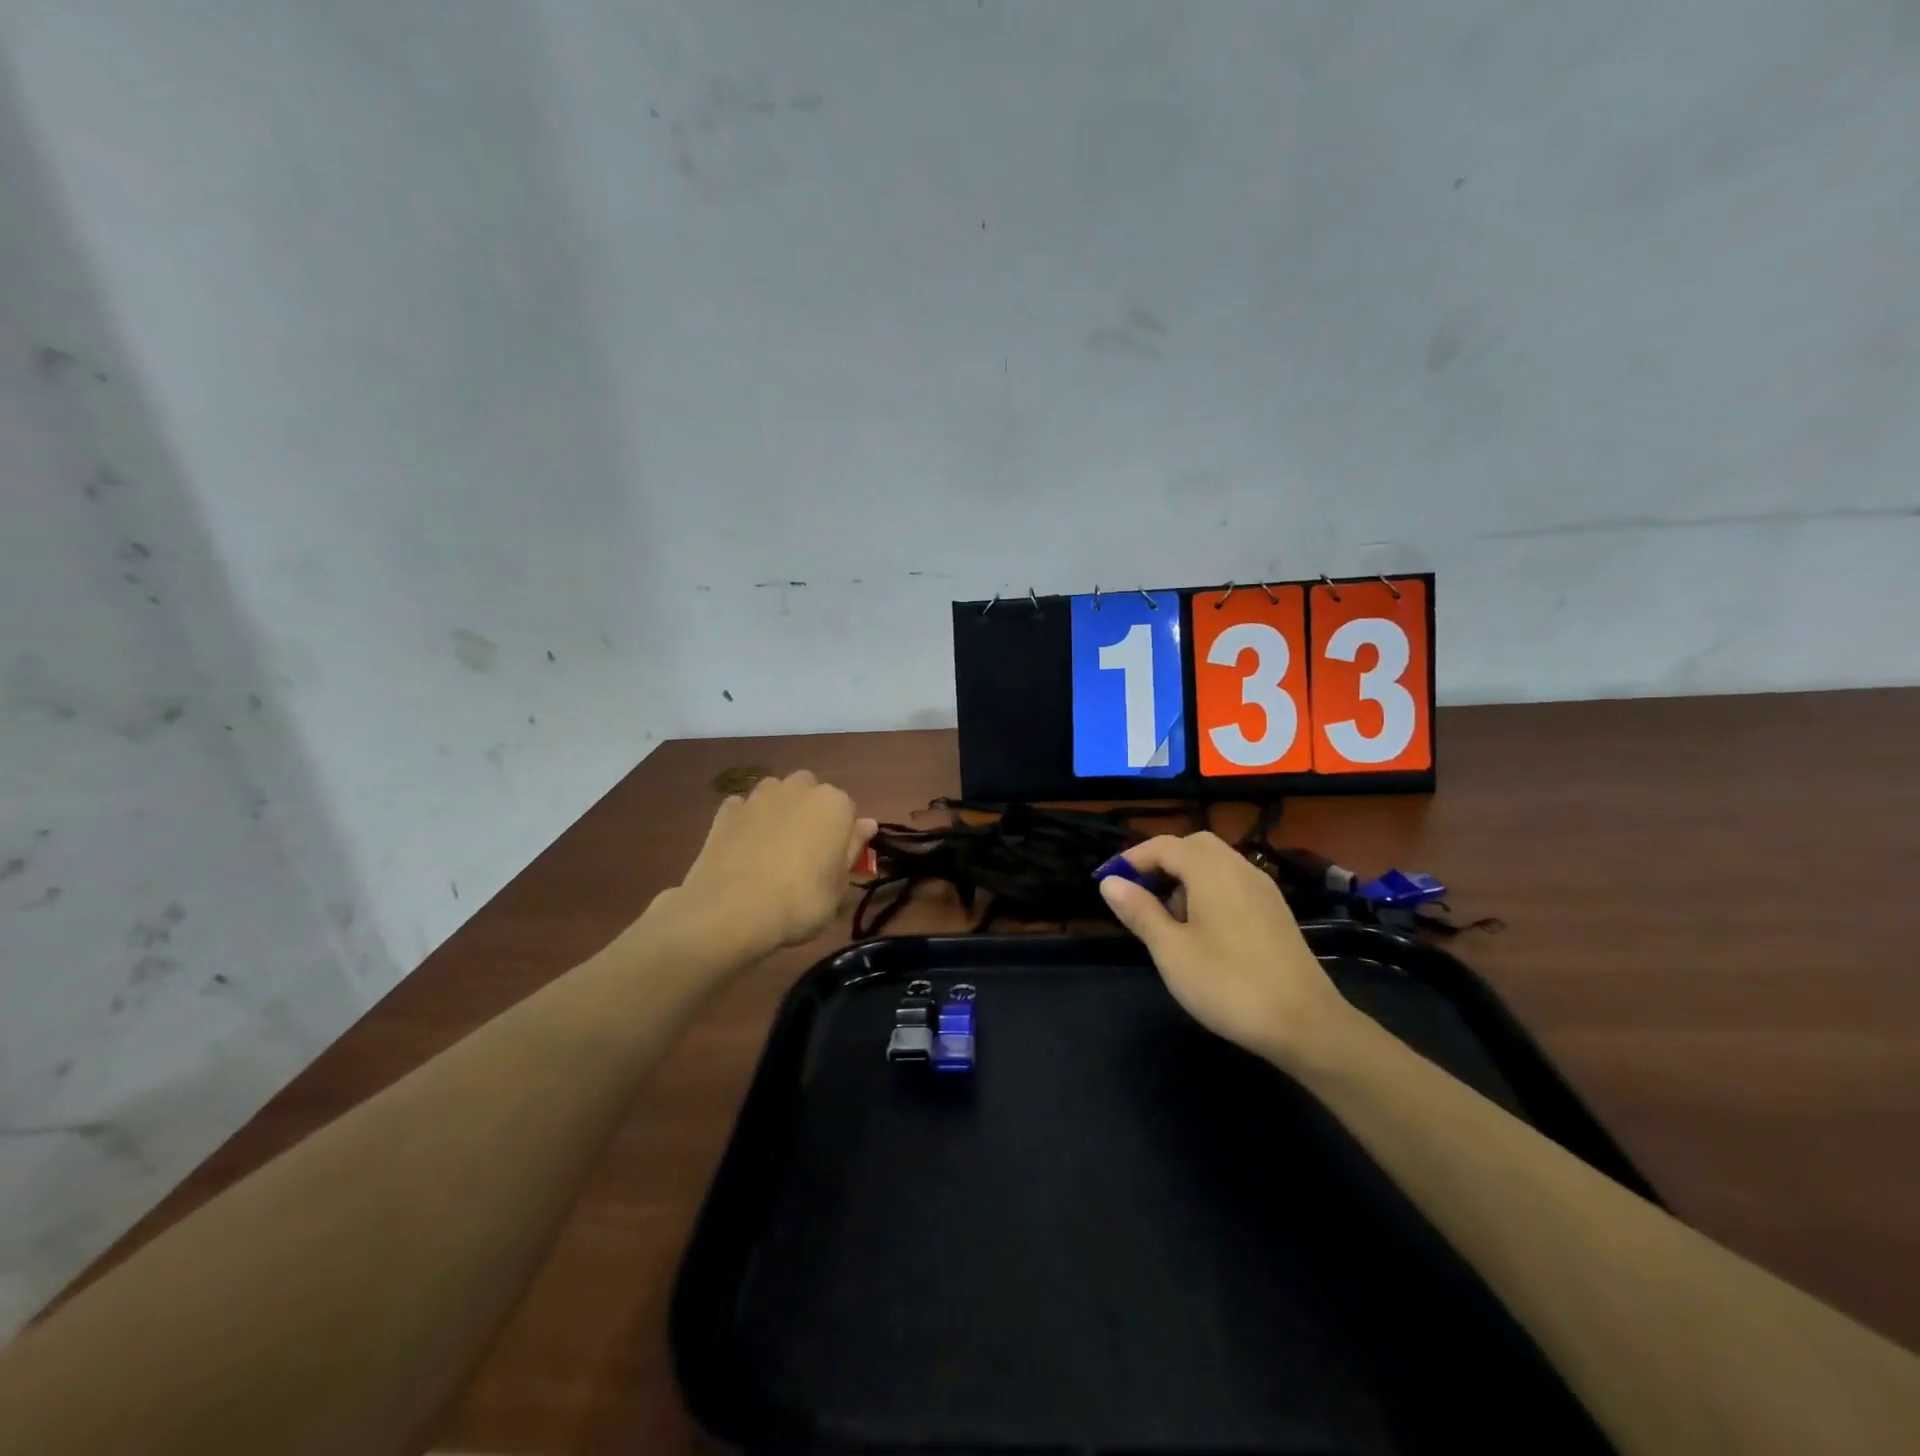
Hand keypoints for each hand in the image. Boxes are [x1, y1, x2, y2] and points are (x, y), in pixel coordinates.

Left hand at [670, 770, 876, 957]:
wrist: (732, 911)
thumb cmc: (800, 901)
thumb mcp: (839, 889)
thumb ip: (852, 850)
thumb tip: (867, 824)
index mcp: (834, 804)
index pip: (848, 811)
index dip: (841, 836)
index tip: (833, 861)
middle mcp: (798, 789)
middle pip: (810, 791)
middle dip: (809, 812)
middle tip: (804, 851)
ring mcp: (758, 797)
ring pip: (776, 793)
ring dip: (778, 810)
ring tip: (772, 847)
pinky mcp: (726, 811)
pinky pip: (742, 808)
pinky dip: (746, 820)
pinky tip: (743, 846)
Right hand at [1099, 832, 1359, 1066]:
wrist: (1305, 1024)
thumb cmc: (1228, 984)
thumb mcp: (1171, 950)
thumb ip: (1140, 911)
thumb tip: (1110, 882)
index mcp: (1211, 870)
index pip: (1163, 846)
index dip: (1131, 859)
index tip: (1106, 882)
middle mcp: (1239, 868)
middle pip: (1193, 846)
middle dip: (1160, 862)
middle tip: (1137, 893)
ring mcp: (1262, 889)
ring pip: (1215, 864)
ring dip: (1184, 876)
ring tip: (1165, 916)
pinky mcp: (1275, 911)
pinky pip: (1233, 883)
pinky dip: (1208, 890)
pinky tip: (1201, 929)